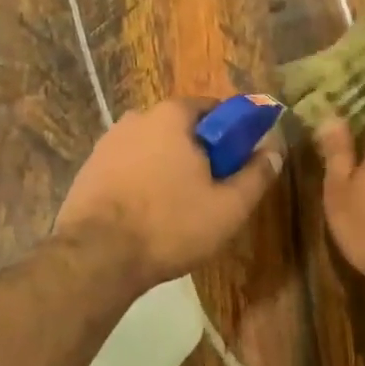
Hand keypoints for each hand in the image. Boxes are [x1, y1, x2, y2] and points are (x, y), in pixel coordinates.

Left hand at [54, 98, 283, 289]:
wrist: (96, 256)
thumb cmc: (170, 225)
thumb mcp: (228, 207)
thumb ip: (256, 175)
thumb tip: (275, 150)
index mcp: (172, 115)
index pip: (214, 108)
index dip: (232, 134)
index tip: (239, 162)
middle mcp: (137, 117)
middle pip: (181, 128)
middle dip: (200, 152)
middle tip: (212, 189)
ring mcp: (108, 141)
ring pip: (153, 148)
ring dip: (168, 167)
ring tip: (178, 207)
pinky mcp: (89, 167)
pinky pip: (128, 166)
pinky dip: (142, 181)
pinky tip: (147, 213)